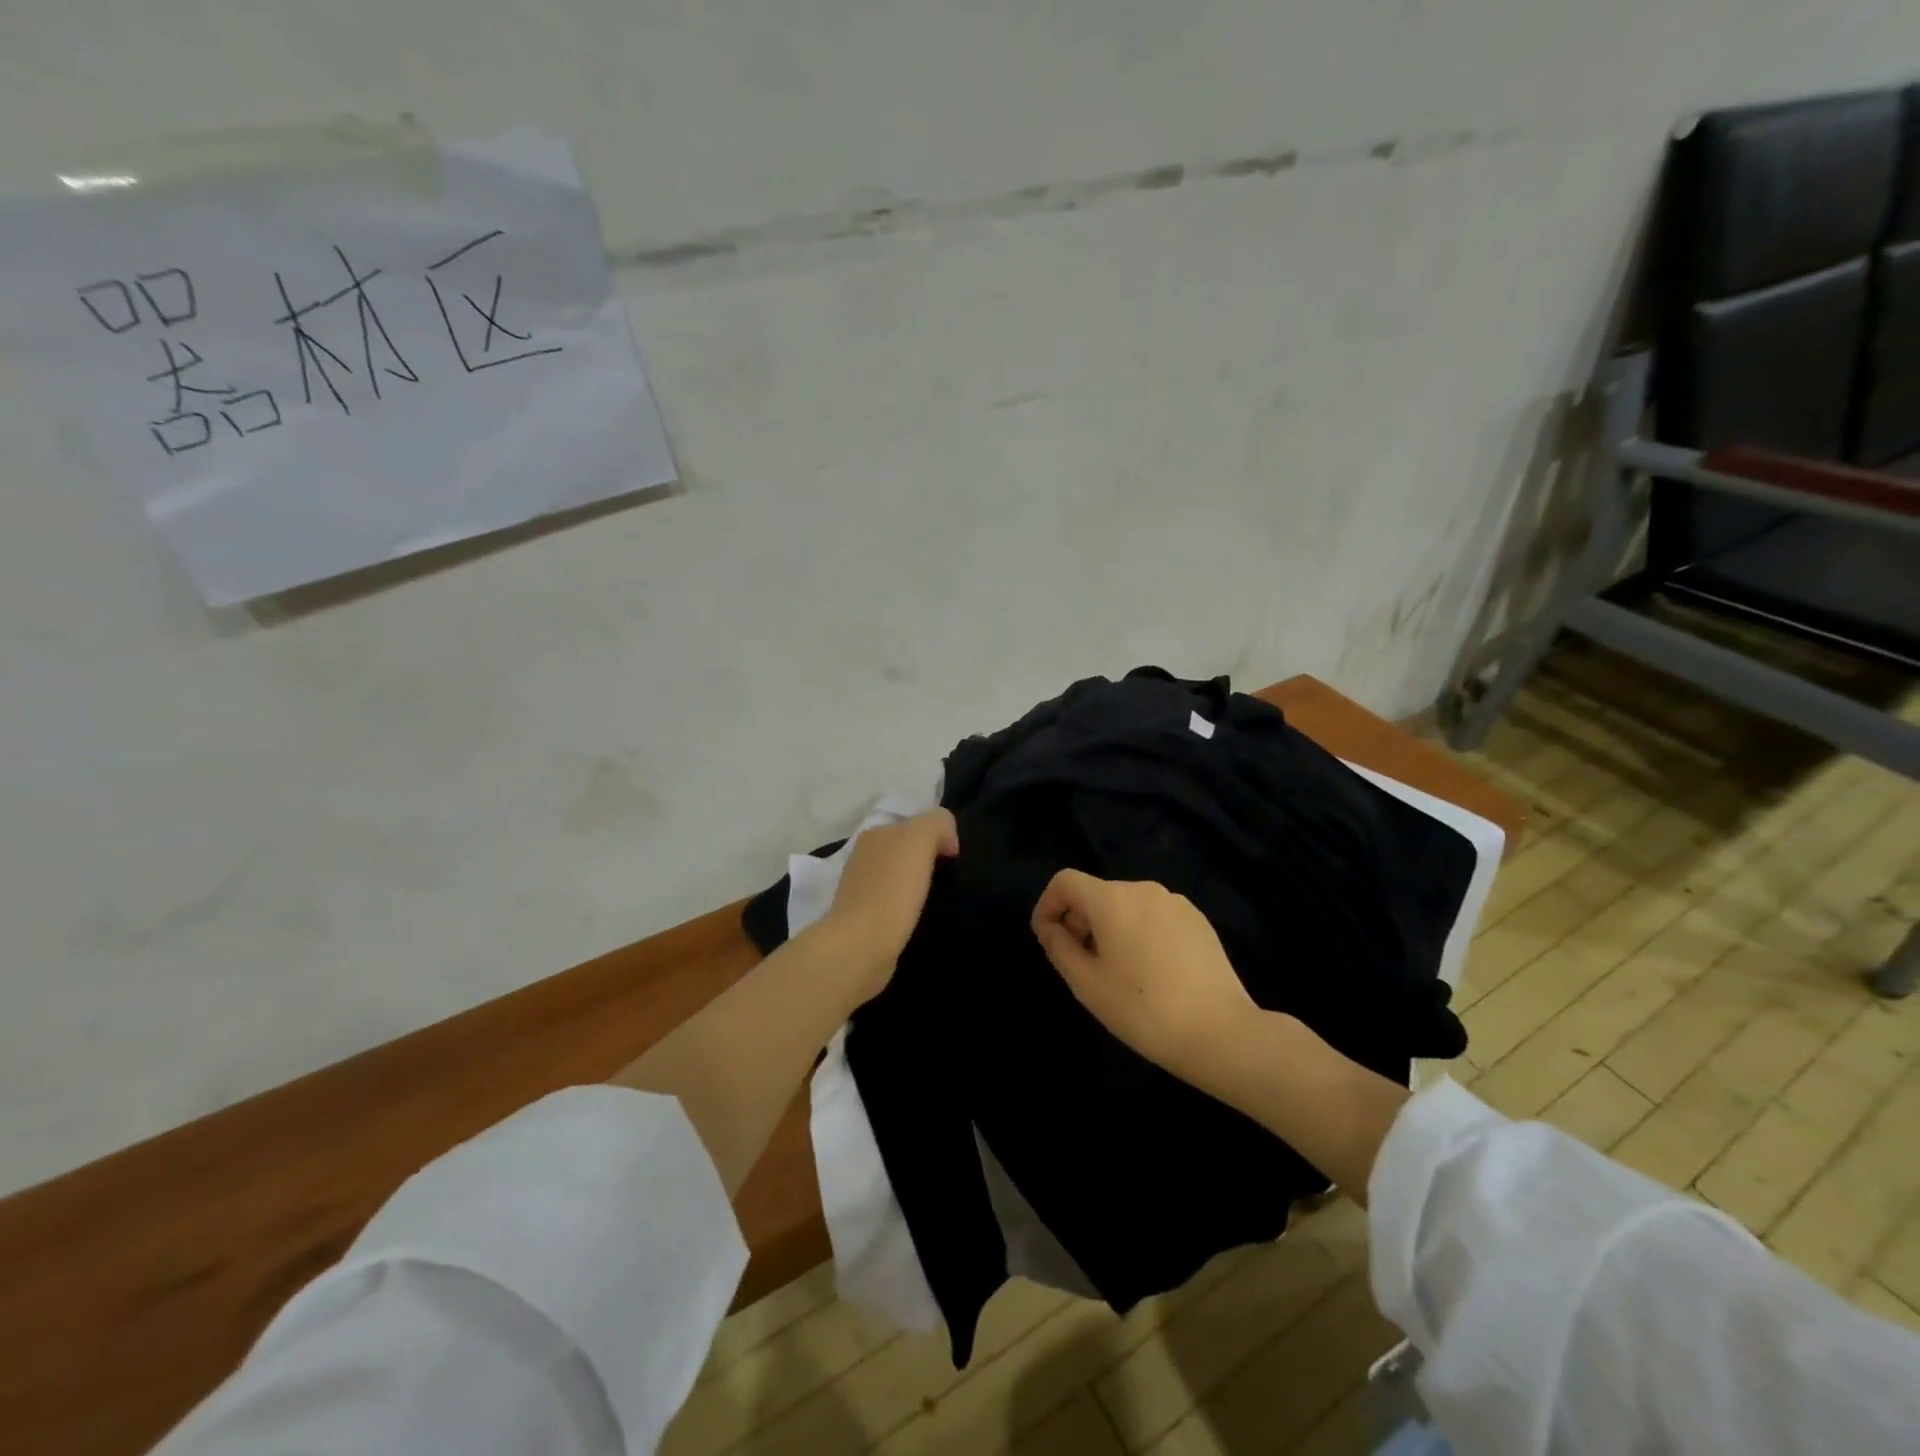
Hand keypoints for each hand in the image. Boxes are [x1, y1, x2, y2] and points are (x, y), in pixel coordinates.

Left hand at [817, 808, 959, 1004]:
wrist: (861, 945)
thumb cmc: (892, 889)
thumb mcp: (919, 839)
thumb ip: (937, 823)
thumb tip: (947, 839)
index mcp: (875, 833)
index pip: (914, 824)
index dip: (939, 836)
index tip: (954, 859)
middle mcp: (863, 856)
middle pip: (905, 850)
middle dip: (928, 860)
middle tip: (948, 879)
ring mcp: (860, 888)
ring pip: (899, 876)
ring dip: (917, 884)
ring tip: (936, 900)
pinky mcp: (863, 918)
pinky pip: (893, 902)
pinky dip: (907, 907)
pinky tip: (917, 917)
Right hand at [1030, 870, 1258, 1084]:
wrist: (1221, 1033)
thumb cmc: (1143, 1009)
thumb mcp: (1087, 984)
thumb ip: (1059, 948)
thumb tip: (1051, 928)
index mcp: (1112, 899)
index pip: (1065, 881)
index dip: (1047, 905)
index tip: (1047, 939)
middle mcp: (1143, 889)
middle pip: (1097, 893)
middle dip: (1079, 921)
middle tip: (1081, 964)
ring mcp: (1176, 903)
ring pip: (1127, 906)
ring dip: (1110, 929)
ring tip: (1117, 972)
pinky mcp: (1198, 920)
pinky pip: (1154, 916)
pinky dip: (1140, 933)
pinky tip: (1152, 972)